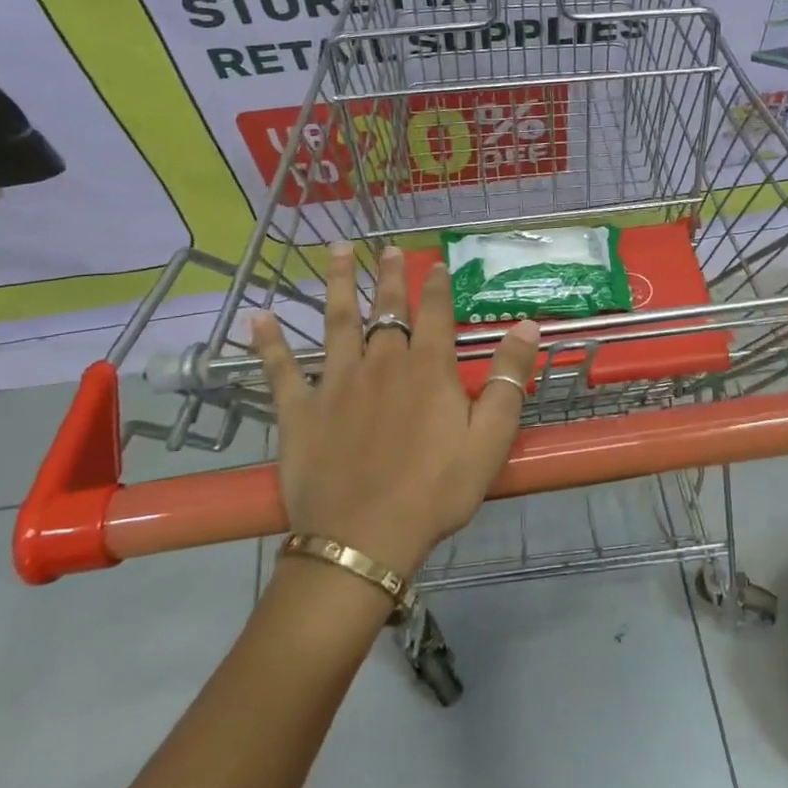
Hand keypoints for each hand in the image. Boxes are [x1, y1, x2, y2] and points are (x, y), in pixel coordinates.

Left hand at [251, 242, 540, 579]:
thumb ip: (508, 379)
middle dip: (389, 276)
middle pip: (386, 309)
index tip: (436, 263)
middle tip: (387, 248)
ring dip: (337, 284)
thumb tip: (528, 324)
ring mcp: (336, 383)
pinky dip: (269, 344)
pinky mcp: (300, 411)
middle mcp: (381, 362)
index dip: (437, 285)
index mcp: (426, 368)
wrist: (363, 539)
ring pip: (337, 322)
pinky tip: (259, 318)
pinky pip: (281, 370)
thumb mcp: (490, 439)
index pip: (435, 313)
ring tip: (338, 251)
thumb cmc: (435, 491)